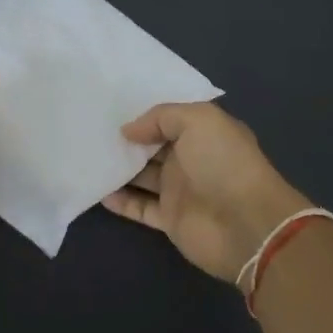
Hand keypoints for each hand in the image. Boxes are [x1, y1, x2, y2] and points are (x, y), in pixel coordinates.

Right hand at [103, 102, 309, 282]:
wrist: (246, 224)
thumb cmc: (224, 163)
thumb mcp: (198, 120)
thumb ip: (161, 117)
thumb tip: (128, 130)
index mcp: (203, 133)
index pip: (168, 119)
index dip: (143, 114)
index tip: (110, 108)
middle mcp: (191, 159)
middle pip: (151, 147)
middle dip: (126, 140)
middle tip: (90, 130)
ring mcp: (179, 190)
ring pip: (142, 176)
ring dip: (119, 168)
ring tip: (87, 157)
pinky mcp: (169, 219)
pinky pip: (139, 207)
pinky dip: (120, 200)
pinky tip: (97, 190)